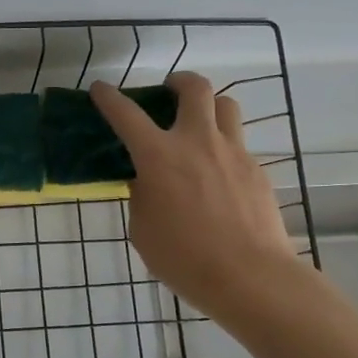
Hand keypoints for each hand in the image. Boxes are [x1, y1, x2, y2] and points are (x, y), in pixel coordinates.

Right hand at [91, 72, 300, 313]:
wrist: (250, 276)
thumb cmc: (184, 258)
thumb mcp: (143, 229)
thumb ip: (142, 195)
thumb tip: (148, 181)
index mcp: (159, 156)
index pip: (126, 114)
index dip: (109, 98)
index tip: (100, 89)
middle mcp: (197, 142)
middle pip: (194, 88)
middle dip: (178, 81)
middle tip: (168, 91)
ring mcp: (233, 153)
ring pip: (226, 106)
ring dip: (209, 106)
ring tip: (199, 123)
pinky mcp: (257, 170)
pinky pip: (239, 144)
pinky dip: (223, 147)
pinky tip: (218, 175)